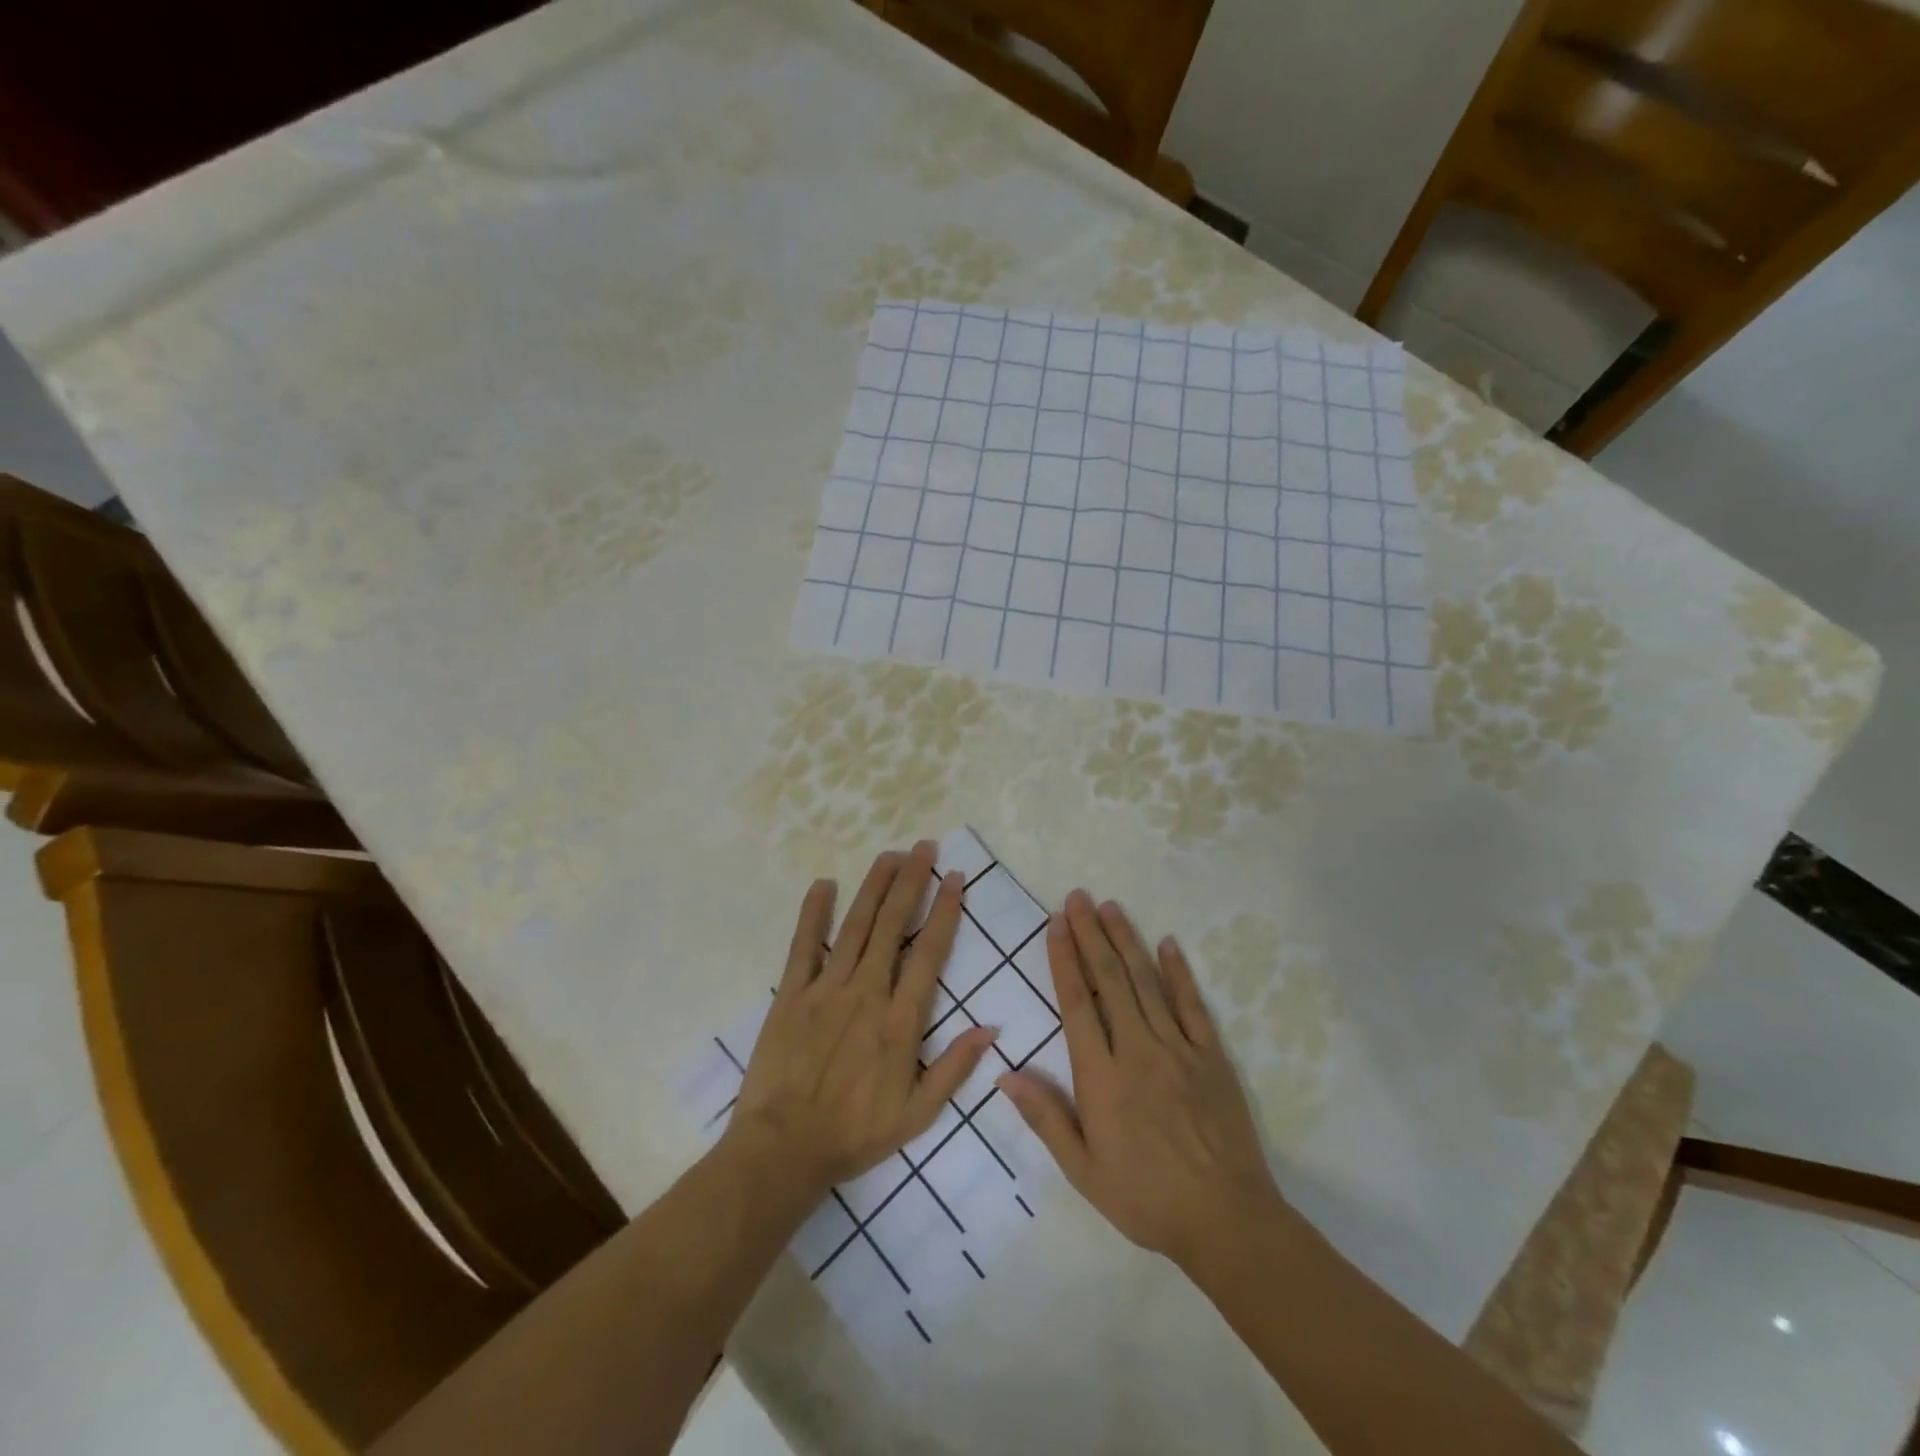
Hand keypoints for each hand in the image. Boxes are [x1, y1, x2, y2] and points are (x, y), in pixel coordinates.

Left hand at [724, 842, 997, 1197]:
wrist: (783, 1150)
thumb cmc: (855, 1133)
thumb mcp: (918, 1114)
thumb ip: (955, 1068)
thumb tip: (991, 1028)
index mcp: (900, 1020)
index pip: (929, 952)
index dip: (945, 911)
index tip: (956, 878)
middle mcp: (867, 992)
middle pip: (892, 925)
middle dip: (911, 881)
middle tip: (924, 847)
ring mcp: (826, 989)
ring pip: (855, 926)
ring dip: (874, 886)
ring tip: (889, 854)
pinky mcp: (791, 994)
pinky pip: (803, 946)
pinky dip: (813, 914)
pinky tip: (823, 884)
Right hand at [999, 890, 1283, 1271]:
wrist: (1226, 1221)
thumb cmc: (1145, 1198)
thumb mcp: (1083, 1170)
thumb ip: (1046, 1117)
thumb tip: (1005, 1073)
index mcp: (1102, 1077)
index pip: (1077, 1004)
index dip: (1064, 960)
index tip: (1055, 925)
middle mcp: (1138, 1051)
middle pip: (1109, 981)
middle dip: (1091, 935)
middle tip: (1078, 898)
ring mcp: (1178, 1049)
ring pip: (1146, 983)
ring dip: (1126, 941)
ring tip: (1110, 907)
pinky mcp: (1211, 1056)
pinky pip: (1192, 1005)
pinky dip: (1179, 972)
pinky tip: (1168, 943)